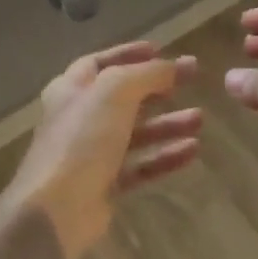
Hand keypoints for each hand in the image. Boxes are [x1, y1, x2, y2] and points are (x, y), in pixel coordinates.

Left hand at [6, 42, 201, 258]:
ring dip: (167, 124)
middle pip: (124, 97)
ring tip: (200, 119)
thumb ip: (146, 74)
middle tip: (193, 79)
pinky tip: (192, 151)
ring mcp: (91, 154)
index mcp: (71, 90)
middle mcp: (79, 118)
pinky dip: (165, 157)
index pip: (101, 63)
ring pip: (136, 133)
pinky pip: (140, 166)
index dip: (128, 54)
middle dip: (158, 87)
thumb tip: (174, 66)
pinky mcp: (105, 185)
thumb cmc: (82, 140)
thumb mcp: (115, 92)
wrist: (57, 209)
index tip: (160, 49)